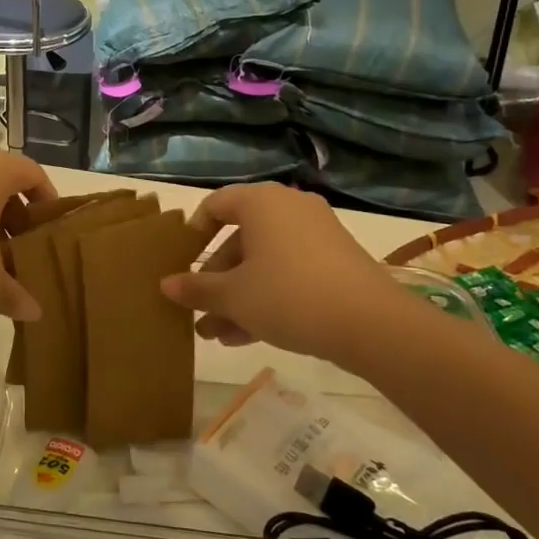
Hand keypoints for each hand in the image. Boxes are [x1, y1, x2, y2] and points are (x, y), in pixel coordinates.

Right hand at [159, 182, 410, 372]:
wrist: (372, 324)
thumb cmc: (288, 295)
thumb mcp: (233, 296)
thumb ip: (197, 289)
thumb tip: (166, 284)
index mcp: (261, 202)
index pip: (215, 205)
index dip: (193, 234)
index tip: (182, 264)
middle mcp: (289, 208)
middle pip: (240, 239)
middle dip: (216, 280)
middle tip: (199, 312)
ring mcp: (317, 234)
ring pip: (264, 262)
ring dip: (238, 296)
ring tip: (216, 336)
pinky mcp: (337, 262)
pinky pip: (289, 272)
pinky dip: (267, 297)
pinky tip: (247, 337)